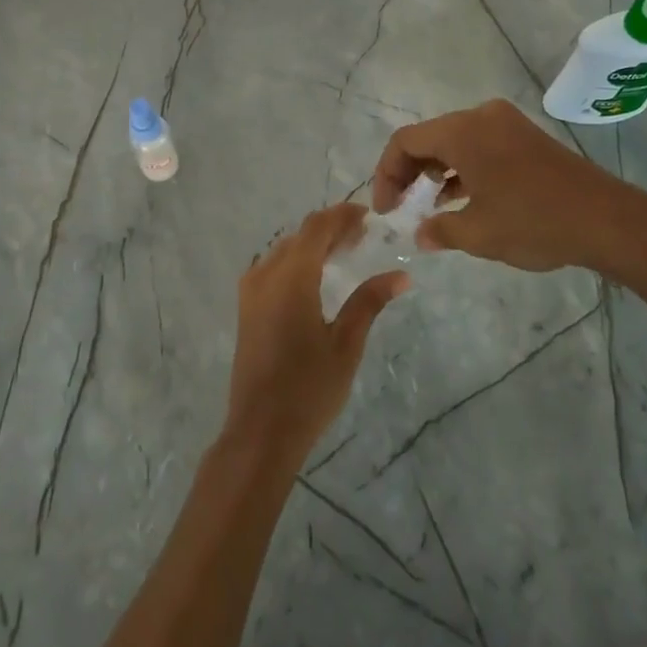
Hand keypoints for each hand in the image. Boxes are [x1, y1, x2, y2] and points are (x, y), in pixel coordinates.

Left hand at [222, 204, 408, 468]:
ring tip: (345, 253)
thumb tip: (400, 276)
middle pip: (300, 235)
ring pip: (284, 250)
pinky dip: (296, 261)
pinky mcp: (246, 306)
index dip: (342, 215)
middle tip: (363, 236)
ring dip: (313, 244)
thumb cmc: (309, 388)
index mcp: (291, 276)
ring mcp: (251, 290)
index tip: (369, 216)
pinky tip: (317, 277)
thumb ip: (369, 302)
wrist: (260, 431)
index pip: (317, 227)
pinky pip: (272, 267)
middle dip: (331, 229)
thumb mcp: (346, 344)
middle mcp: (266, 273)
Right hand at [371, 99, 646, 278]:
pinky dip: (462, 168)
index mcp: (463, 131)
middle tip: (400, 207)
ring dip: (435, 171)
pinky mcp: (525, 137)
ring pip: (454, 141)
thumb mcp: (479, 234)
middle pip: (428, 137)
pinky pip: (478, 145)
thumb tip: (420, 234)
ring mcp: (506, 124)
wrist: (609, 221)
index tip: (386, 209)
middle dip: (408, 172)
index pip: (405, 141)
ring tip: (427, 206)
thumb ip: (440, 230)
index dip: (386, 174)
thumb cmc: (535, 222)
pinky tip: (460, 198)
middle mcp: (481, 116)